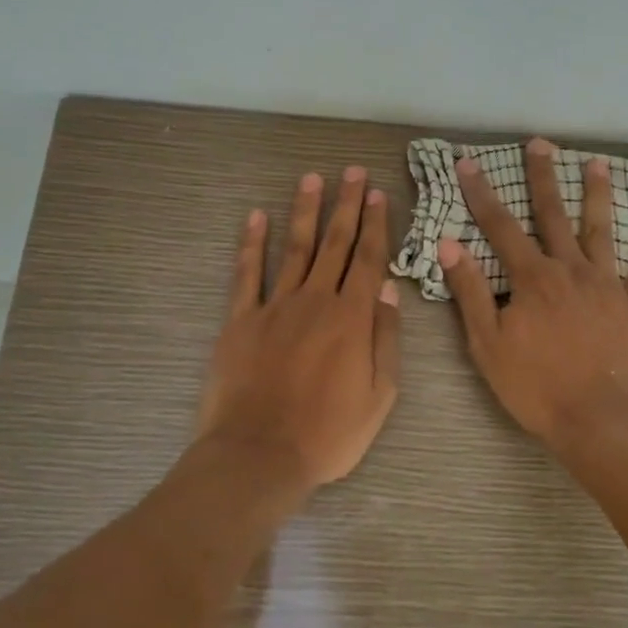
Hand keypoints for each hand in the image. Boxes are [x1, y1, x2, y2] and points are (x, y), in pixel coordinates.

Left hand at [198, 167, 401, 488]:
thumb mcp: (379, 396)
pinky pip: (246, 274)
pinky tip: (256, 217)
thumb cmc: (328, 434)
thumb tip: (387, 289)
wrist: (259, 455)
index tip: (378, 194)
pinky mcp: (240, 320)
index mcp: (352, 318)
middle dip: (346, 206)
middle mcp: (315, 301)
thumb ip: (385, 338)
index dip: (375, 225)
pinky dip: (251, 244)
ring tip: (312, 179)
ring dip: (305, 211)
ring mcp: (274, 307)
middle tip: (353, 172)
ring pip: (294, 249)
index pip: (368, 260)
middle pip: (334, 244)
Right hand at [440, 137, 627, 451]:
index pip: (500, 226)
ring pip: (601, 230)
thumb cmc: (535, 385)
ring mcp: (606, 285)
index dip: (481, 193)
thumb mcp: (487, 343)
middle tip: (540, 143)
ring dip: (598, 195)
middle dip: (543, 177)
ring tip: (598, 163)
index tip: (468, 162)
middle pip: (553, 215)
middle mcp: (570, 269)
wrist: (597, 419)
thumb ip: (470, 291)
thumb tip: (450, 244)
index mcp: (532, 278)